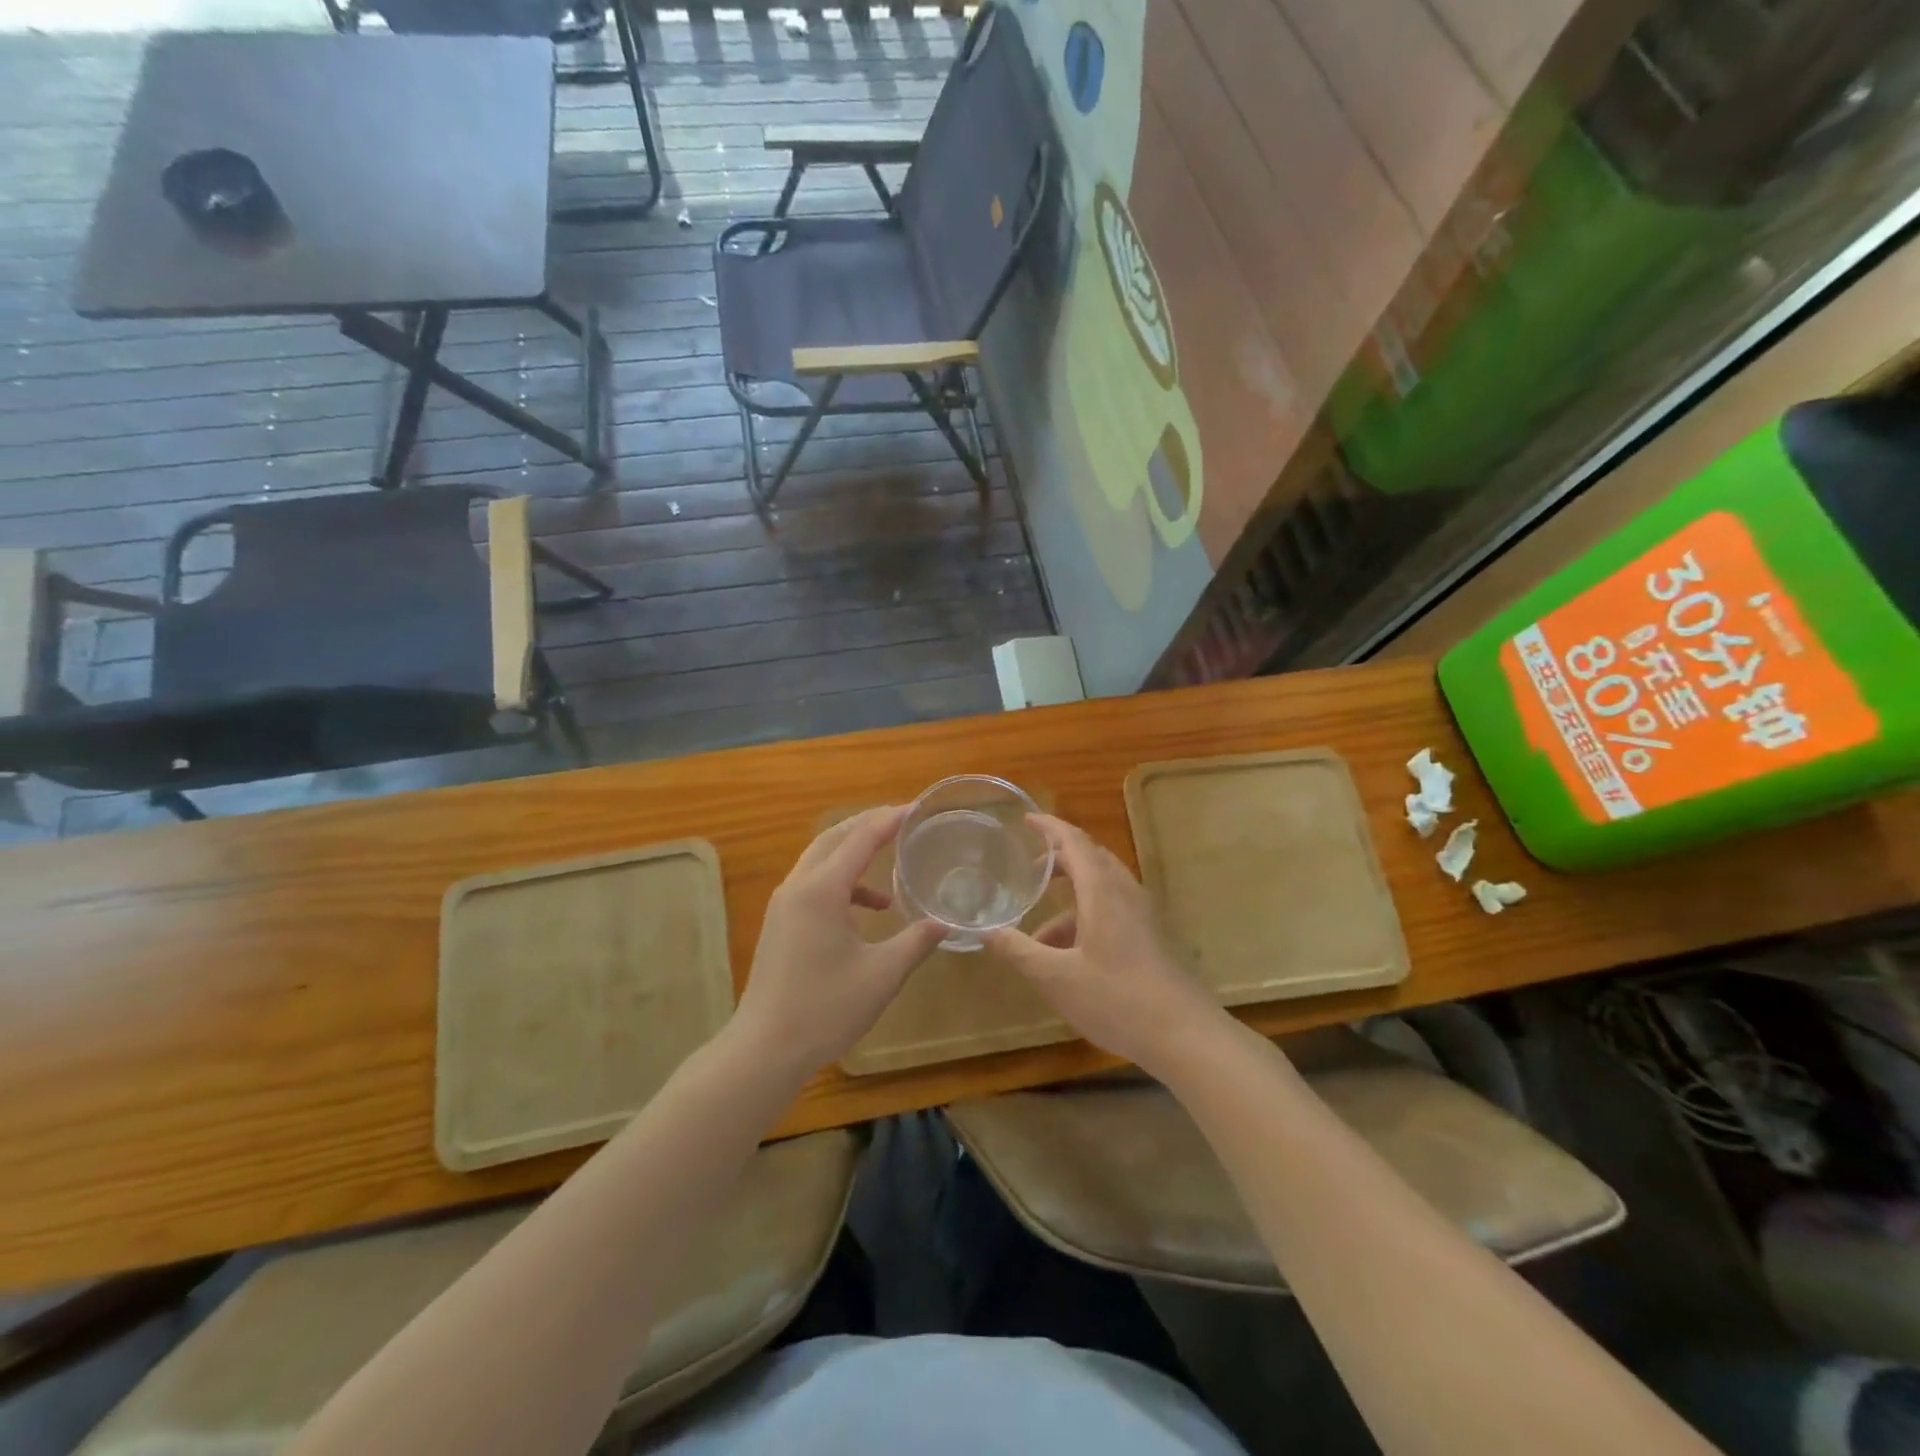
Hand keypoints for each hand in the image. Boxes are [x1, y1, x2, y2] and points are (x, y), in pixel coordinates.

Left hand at [730, 806, 945, 1077]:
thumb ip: (916, 941)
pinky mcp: (781, 923)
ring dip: (854, 853)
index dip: (889, 820)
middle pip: (834, 838)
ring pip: (820, 860)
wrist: (764, 1049)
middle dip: (868, 825)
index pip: (860, 839)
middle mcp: (798, 886)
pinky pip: (814, 884)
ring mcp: (784, 905)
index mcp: (821, 890)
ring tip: (892, 862)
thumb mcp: (882, 975)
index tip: (916, 808)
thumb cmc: (825, 1008)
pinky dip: (843, 883)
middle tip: (902, 820)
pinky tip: (870, 910)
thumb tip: (946, 922)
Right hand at [986, 813, 1226, 1075]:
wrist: (1186, 1035)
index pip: (1074, 841)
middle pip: (1091, 858)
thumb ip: (1020, 951)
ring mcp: (1142, 915)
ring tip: (1038, 933)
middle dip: (1058, 858)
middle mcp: (1125, 893)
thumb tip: (987, 931)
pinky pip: (1112, 910)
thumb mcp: (1057, 978)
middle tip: (1029, 870)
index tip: (1026, 818)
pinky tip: (1068, 958)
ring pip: (1101, 888)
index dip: (1049, 826)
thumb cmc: (1117, 999)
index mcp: (1102, 890)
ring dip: (1069, 898)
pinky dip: (1085, 919)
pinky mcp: (1150, 937)